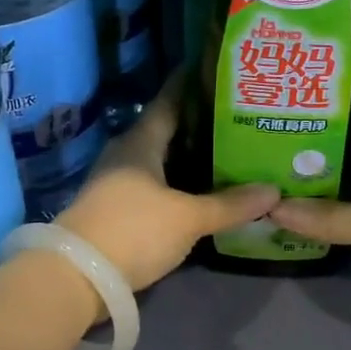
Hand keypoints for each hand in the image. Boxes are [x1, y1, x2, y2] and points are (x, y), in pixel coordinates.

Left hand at [58, 78, 280, 291]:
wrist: (76, 278)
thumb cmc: (134, 230)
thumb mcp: (188, 218)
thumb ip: (230, 204)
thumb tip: (274, 191)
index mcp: (140, 142)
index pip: (168, 102)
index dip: (189, 85)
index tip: (215, 71)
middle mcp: (125, 155)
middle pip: (166, 131)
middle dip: (198, 125)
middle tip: (237, 118)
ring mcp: (116, 183)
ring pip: (160, 161)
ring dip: (189, 158)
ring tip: (227, 153)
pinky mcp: (116, 210)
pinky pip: (155, 186)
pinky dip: (178, 183)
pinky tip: (201, 190)